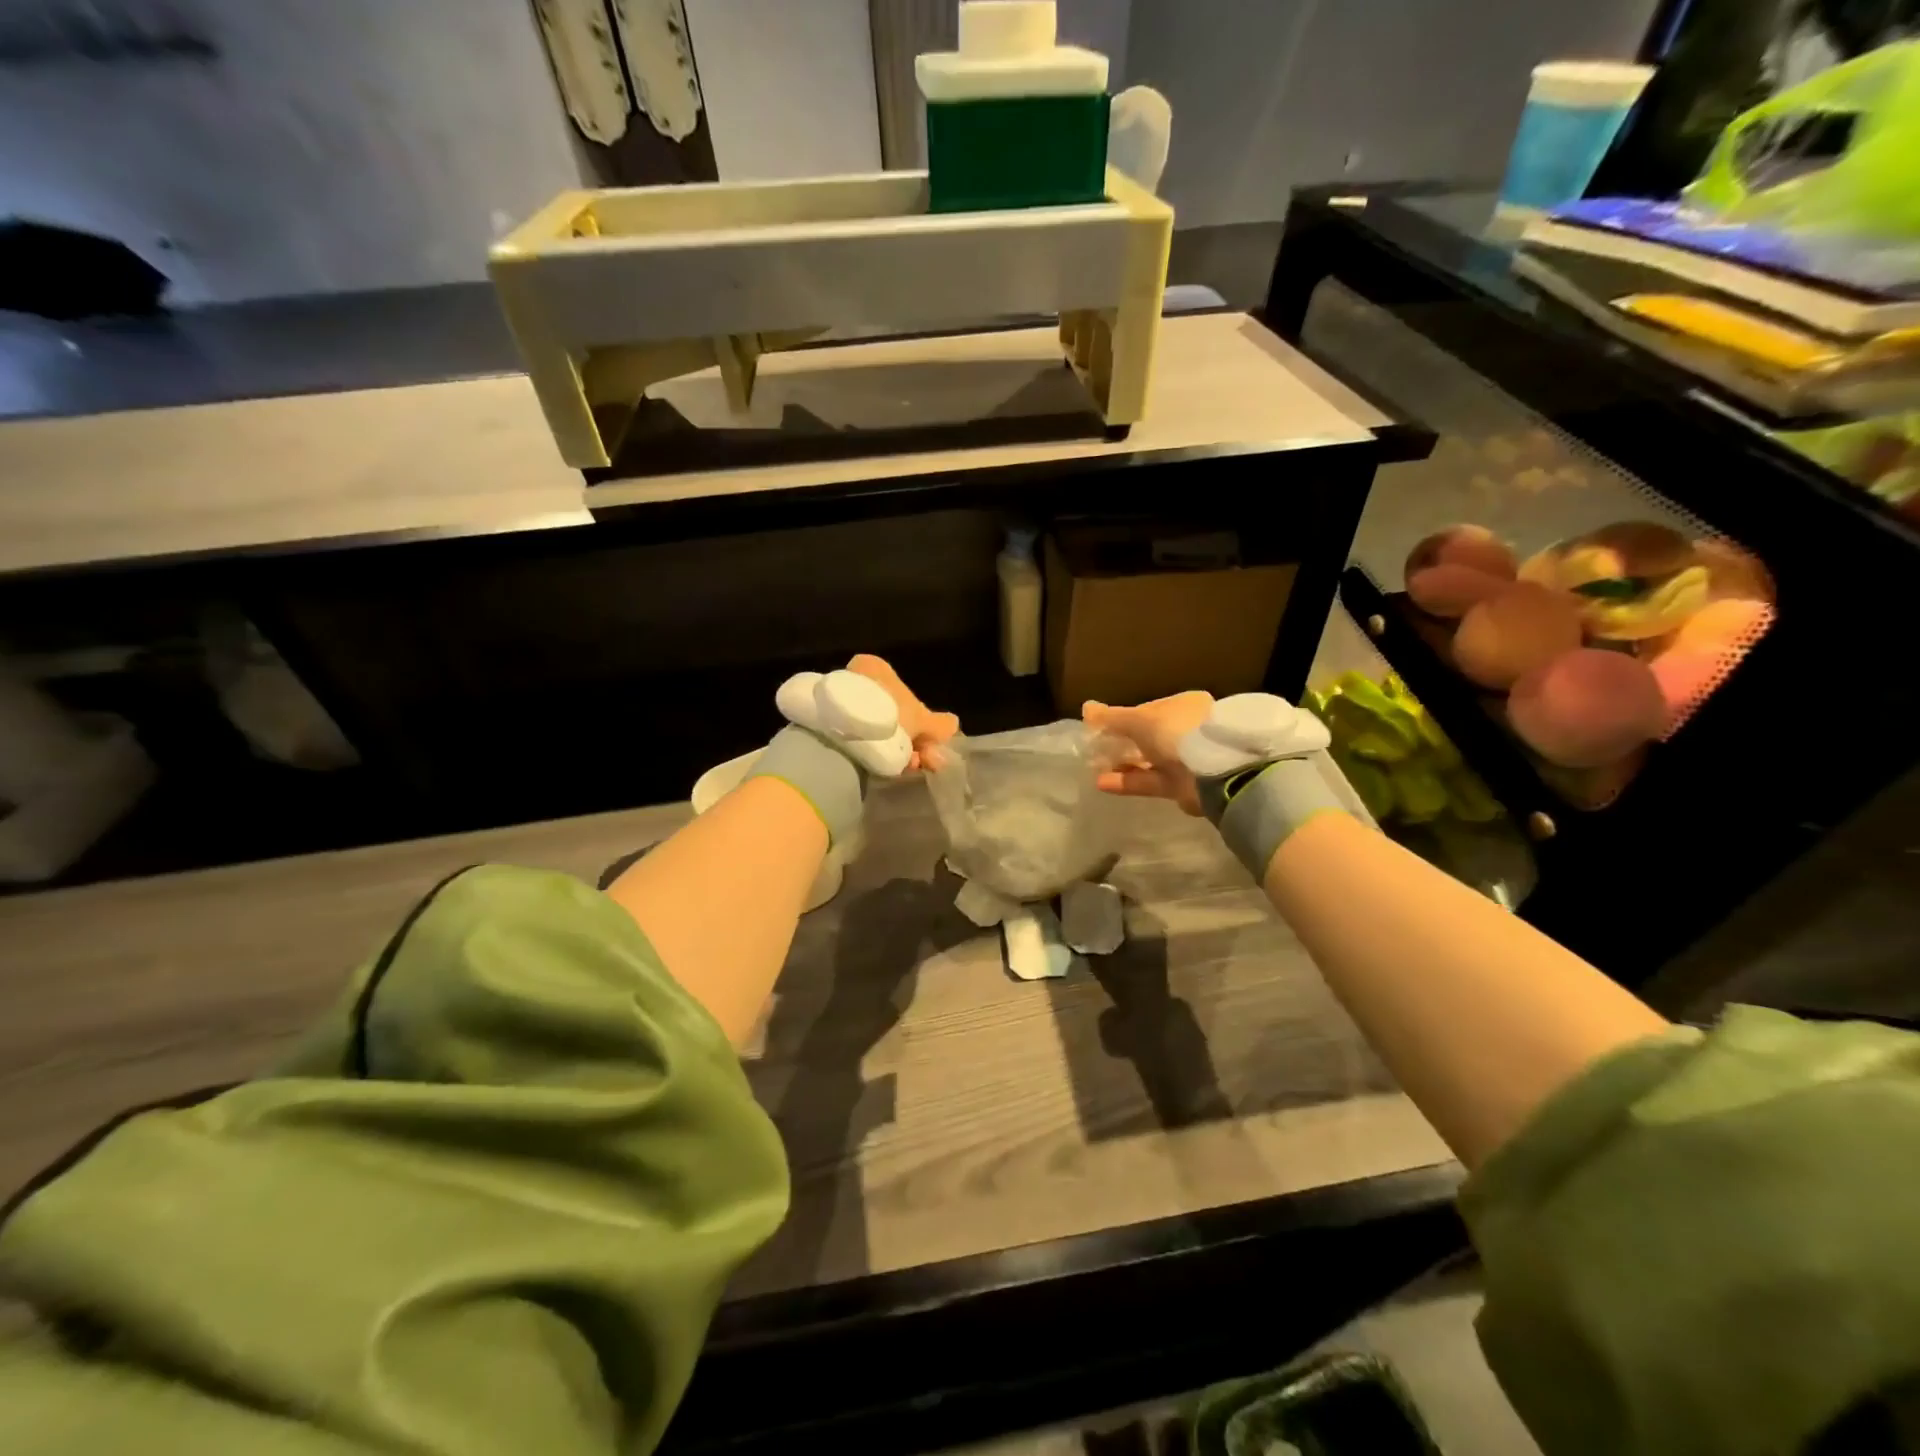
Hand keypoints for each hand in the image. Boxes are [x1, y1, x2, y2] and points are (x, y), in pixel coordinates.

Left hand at [846, 655, 959, 770]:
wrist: (842, 737)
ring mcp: (839, 702)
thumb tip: (952, 724)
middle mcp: (855, 678)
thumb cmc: (889, 716)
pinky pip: (859, 740)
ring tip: (906, 767)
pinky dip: (874, 753)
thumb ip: (939, 724)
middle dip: (909, 739)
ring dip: (896, 749)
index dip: (920, 721)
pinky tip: (886, 768)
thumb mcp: (923, 721)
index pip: (905, 694)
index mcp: (876, 667)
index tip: (927, 741)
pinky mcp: (826, 727)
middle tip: (920, 759)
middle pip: (892, 714)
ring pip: (877, 729)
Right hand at [1082, 691, 1214, 814]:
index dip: (1122, 718)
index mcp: (1183, 705)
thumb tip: (1085, 708)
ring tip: (1094, 767)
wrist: (1213, 773)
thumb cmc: (1176, 732)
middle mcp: (1186, 730)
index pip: (1148, 710)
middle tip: (1095, 750)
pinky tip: (1101, 782)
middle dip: (1121, 743)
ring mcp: (1186, 759)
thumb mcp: (1138, 720)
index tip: (1099, 728)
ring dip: (1122, 764)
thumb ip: (1111, 717)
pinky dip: (1127, 782)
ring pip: (1148, 760)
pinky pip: (1149, 781)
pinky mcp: (1182, 786)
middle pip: (1148, 737)